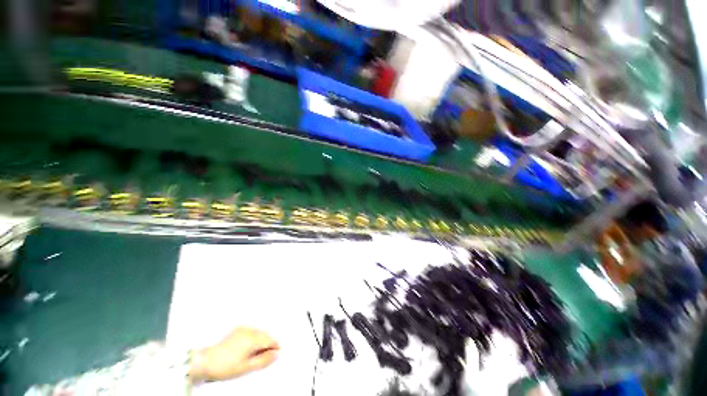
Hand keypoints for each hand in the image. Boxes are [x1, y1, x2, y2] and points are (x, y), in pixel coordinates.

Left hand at [189, 327, 279, 381]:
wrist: (205, 361)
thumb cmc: (226, 367)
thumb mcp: (247, 367)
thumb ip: (264, 360)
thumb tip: (277, 353)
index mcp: (254, 338)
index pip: (271, 340)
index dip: (275, 347)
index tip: (275, 355)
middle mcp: (250, 330)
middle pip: (266, 335)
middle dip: (268, 344)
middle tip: (263, 357)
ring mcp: (243, 328)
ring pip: (259, 332)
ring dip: (261, 340)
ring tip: (254, 354)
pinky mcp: (237, 329)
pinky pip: (251, 331)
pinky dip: (254, 338)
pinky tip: (247, 348)